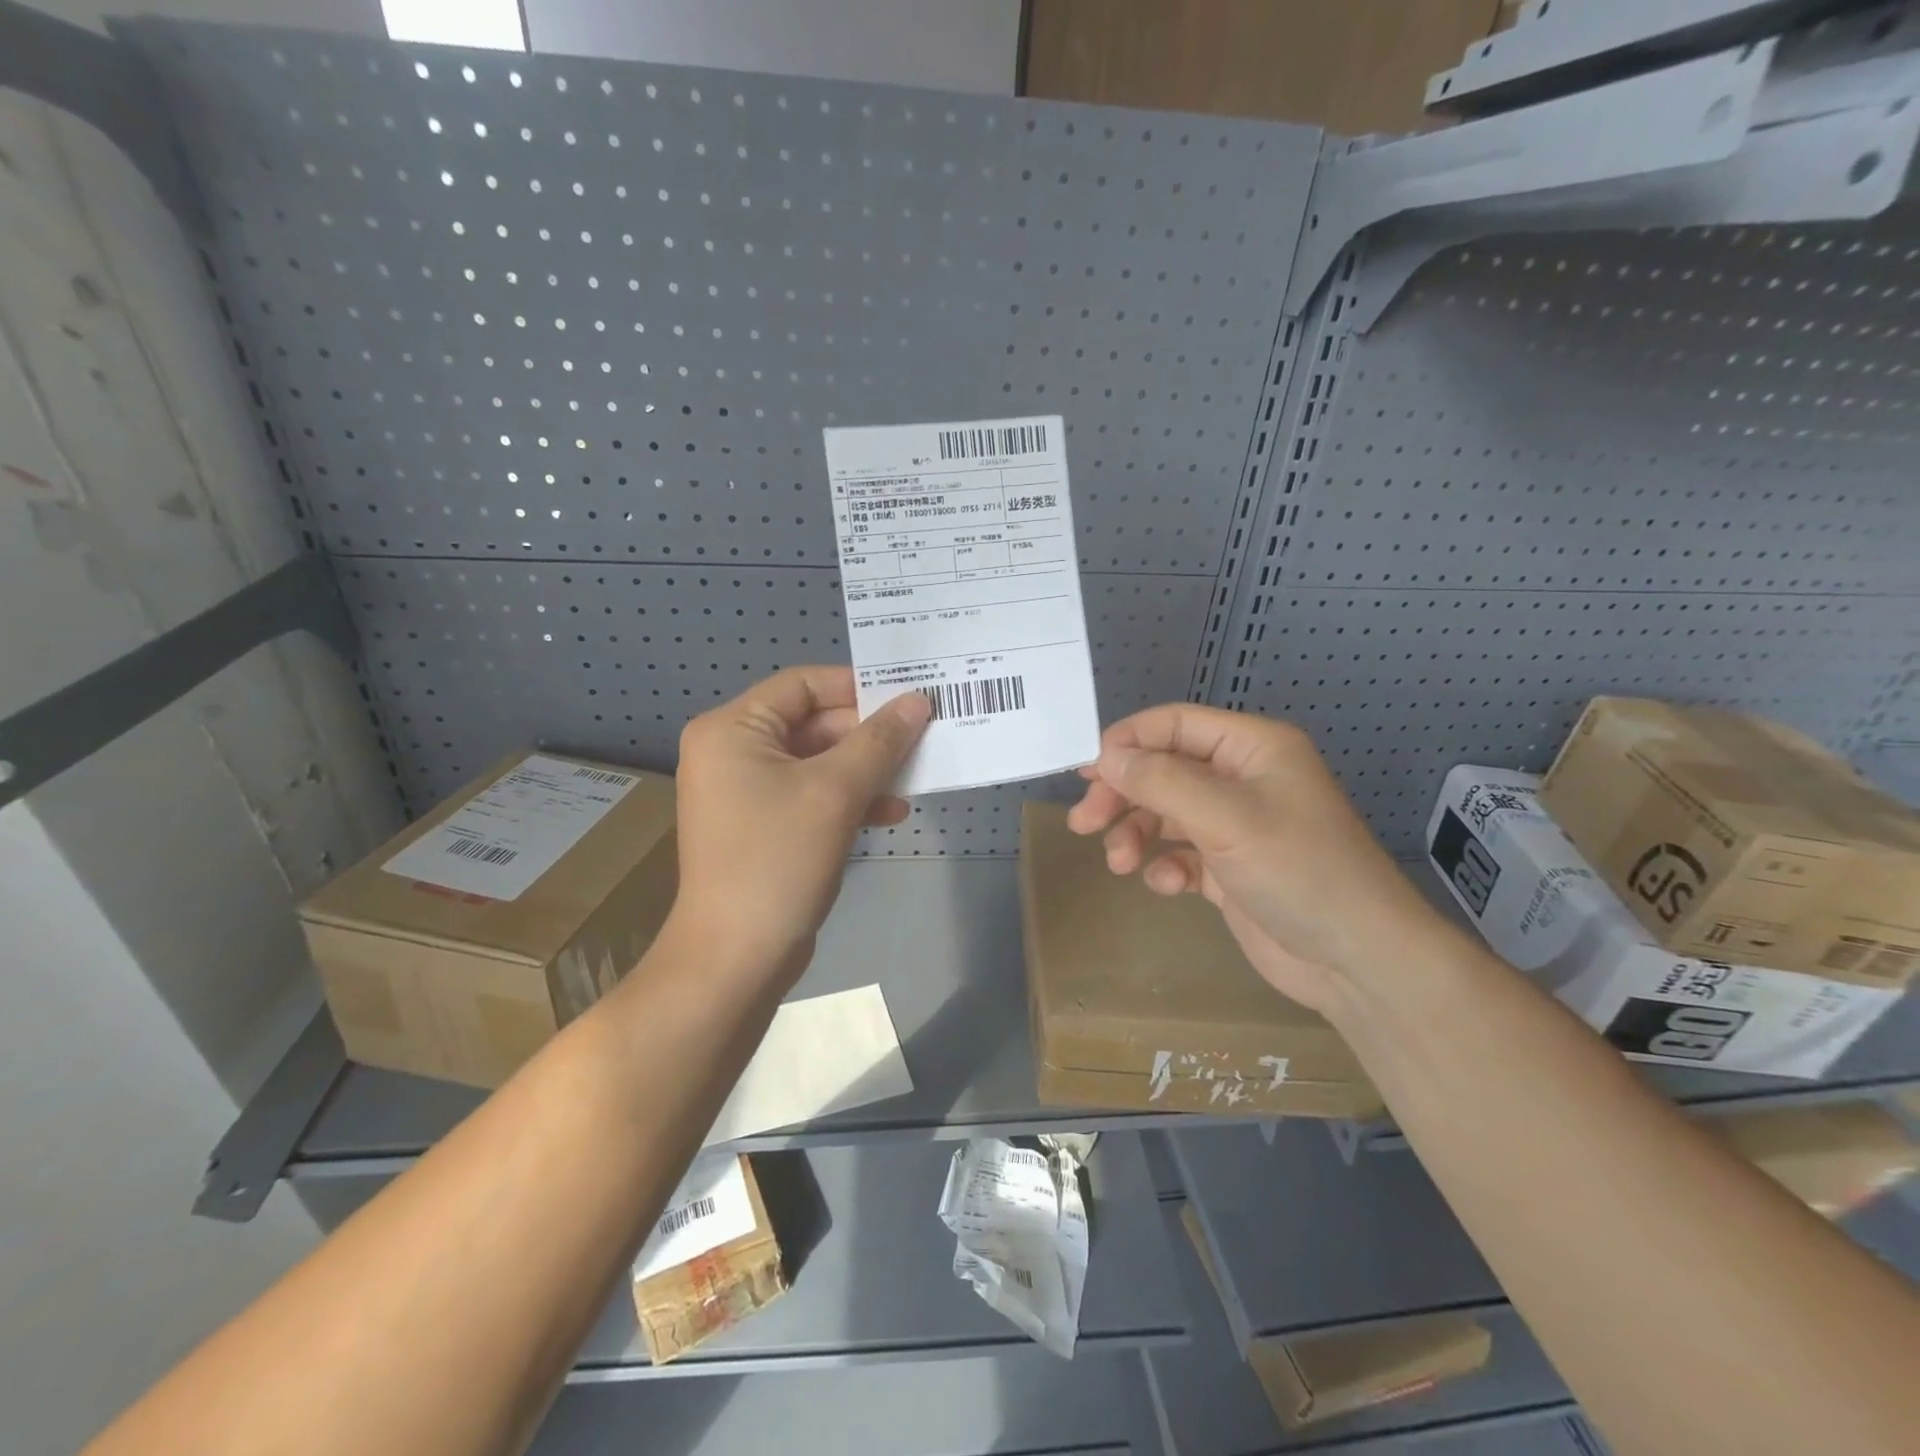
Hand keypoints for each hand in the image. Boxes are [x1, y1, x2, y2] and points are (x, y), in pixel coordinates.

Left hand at [670, 666, 930, 978]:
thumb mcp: (835, 792)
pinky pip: (811, 795)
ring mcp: (745, 792)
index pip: (803, 684)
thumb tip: (918, 701)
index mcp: (733, 729)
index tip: (909, 699)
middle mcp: (733, 751)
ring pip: (818, 762)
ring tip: (914, 779)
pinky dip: (848, 799)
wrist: (736, 959)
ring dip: (865, 769)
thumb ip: (879, 741)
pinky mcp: (762, 826)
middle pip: (813, 723)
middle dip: (868, 736)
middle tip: (922, 740)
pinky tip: (889, 813)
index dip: (858, 688)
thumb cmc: (778, 860)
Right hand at [1066, 704, 1463, 1015]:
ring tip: (1120, 863)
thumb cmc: (1298, 870)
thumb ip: (1160, 780)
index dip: (1127, 742)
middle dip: (1123, 795)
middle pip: (1163, 770)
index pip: (1174, 724)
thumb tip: (1106, 756)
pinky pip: (1181, 853)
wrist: (1357, 960)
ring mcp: (1236, 825)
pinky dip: (1165, 865)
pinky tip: (1166, 885)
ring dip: (1137, 833)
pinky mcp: (1230, 869)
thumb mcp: (1225, 817)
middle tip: (1084, 822)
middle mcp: (1242, 779)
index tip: (1086, 771)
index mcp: (1252, 748)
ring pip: (1166, 813)